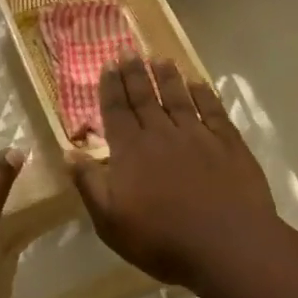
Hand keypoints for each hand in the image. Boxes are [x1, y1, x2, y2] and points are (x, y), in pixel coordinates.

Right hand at [71, 56, 276, 287]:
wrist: (228, 246)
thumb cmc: (162, 240)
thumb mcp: (110, 221)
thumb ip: (90, 184)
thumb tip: (68, 153)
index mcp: (130, 151)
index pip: (116, 110)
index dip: (111, 87)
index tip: (108, 64)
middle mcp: (161, 134)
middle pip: (144, 98)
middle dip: (135, 73)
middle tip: (129, 51)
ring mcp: (198, 136)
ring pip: (178, 98)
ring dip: (168, 77)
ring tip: (161, 59)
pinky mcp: (229, 145)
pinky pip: (213, 111)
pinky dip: (205, 95)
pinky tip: (199, 83)